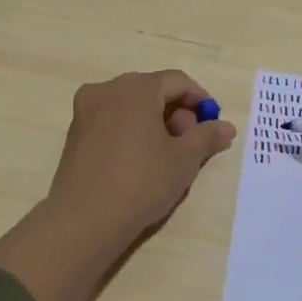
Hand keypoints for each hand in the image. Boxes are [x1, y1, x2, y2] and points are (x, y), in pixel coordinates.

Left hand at [44, 70, 236, 249]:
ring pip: (131, 106)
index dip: (200, 100)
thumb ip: (207, 137)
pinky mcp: (75, 132)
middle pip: (152, 91)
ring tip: (167, 156)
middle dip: (177, 113)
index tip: (212, 125)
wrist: (84, 219)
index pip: (177, 81)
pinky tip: (140, 161)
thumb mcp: (184, 160)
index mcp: (136, 87)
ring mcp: (86, 110)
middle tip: (190, 145)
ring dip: (154, 123)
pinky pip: (112, 120)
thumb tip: (226, 127)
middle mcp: (108, 89)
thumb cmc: (141, 182)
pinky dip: (131, 131)